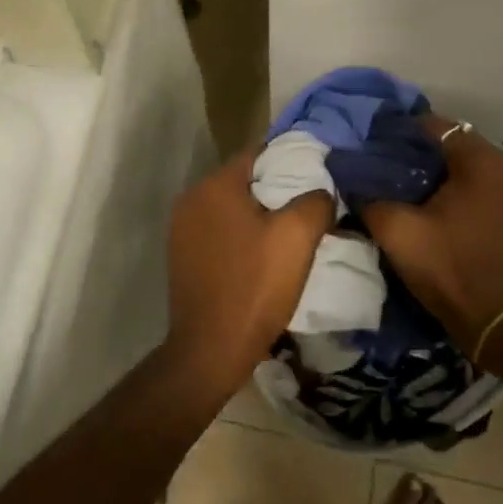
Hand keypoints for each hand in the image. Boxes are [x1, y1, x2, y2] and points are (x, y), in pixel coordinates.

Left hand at [163, 151, 333, 396]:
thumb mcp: (297, 239)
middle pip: (243, 181)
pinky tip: (261, 255)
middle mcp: (191, 199)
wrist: (210, 349)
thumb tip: (321, 191)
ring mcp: (181, 229)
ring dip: (258, 215)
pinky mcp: (181, 256)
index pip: (258, 154)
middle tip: (308, 205)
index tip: (317, 173)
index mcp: (215, 186)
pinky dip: (240, 235)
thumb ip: (315, 202)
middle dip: (275, 189)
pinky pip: (218, 231)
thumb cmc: (254, 286)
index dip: (290, 160)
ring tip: (289, 232)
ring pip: (230, 208)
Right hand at [358, 119, 502, 355]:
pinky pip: (484, 185)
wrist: (501, 323)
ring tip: (408, 186)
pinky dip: (461, 188)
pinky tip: (437, 205)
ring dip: (440, 171)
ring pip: (469, 165)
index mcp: (481, 161)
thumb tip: (352, 179)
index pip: (433, 126)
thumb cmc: (449, 268)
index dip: (400, 133)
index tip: (374, 147)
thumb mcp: (397, 232)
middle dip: (420, 152)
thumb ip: (369, 197)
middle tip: (387, 167)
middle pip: (453, 143)